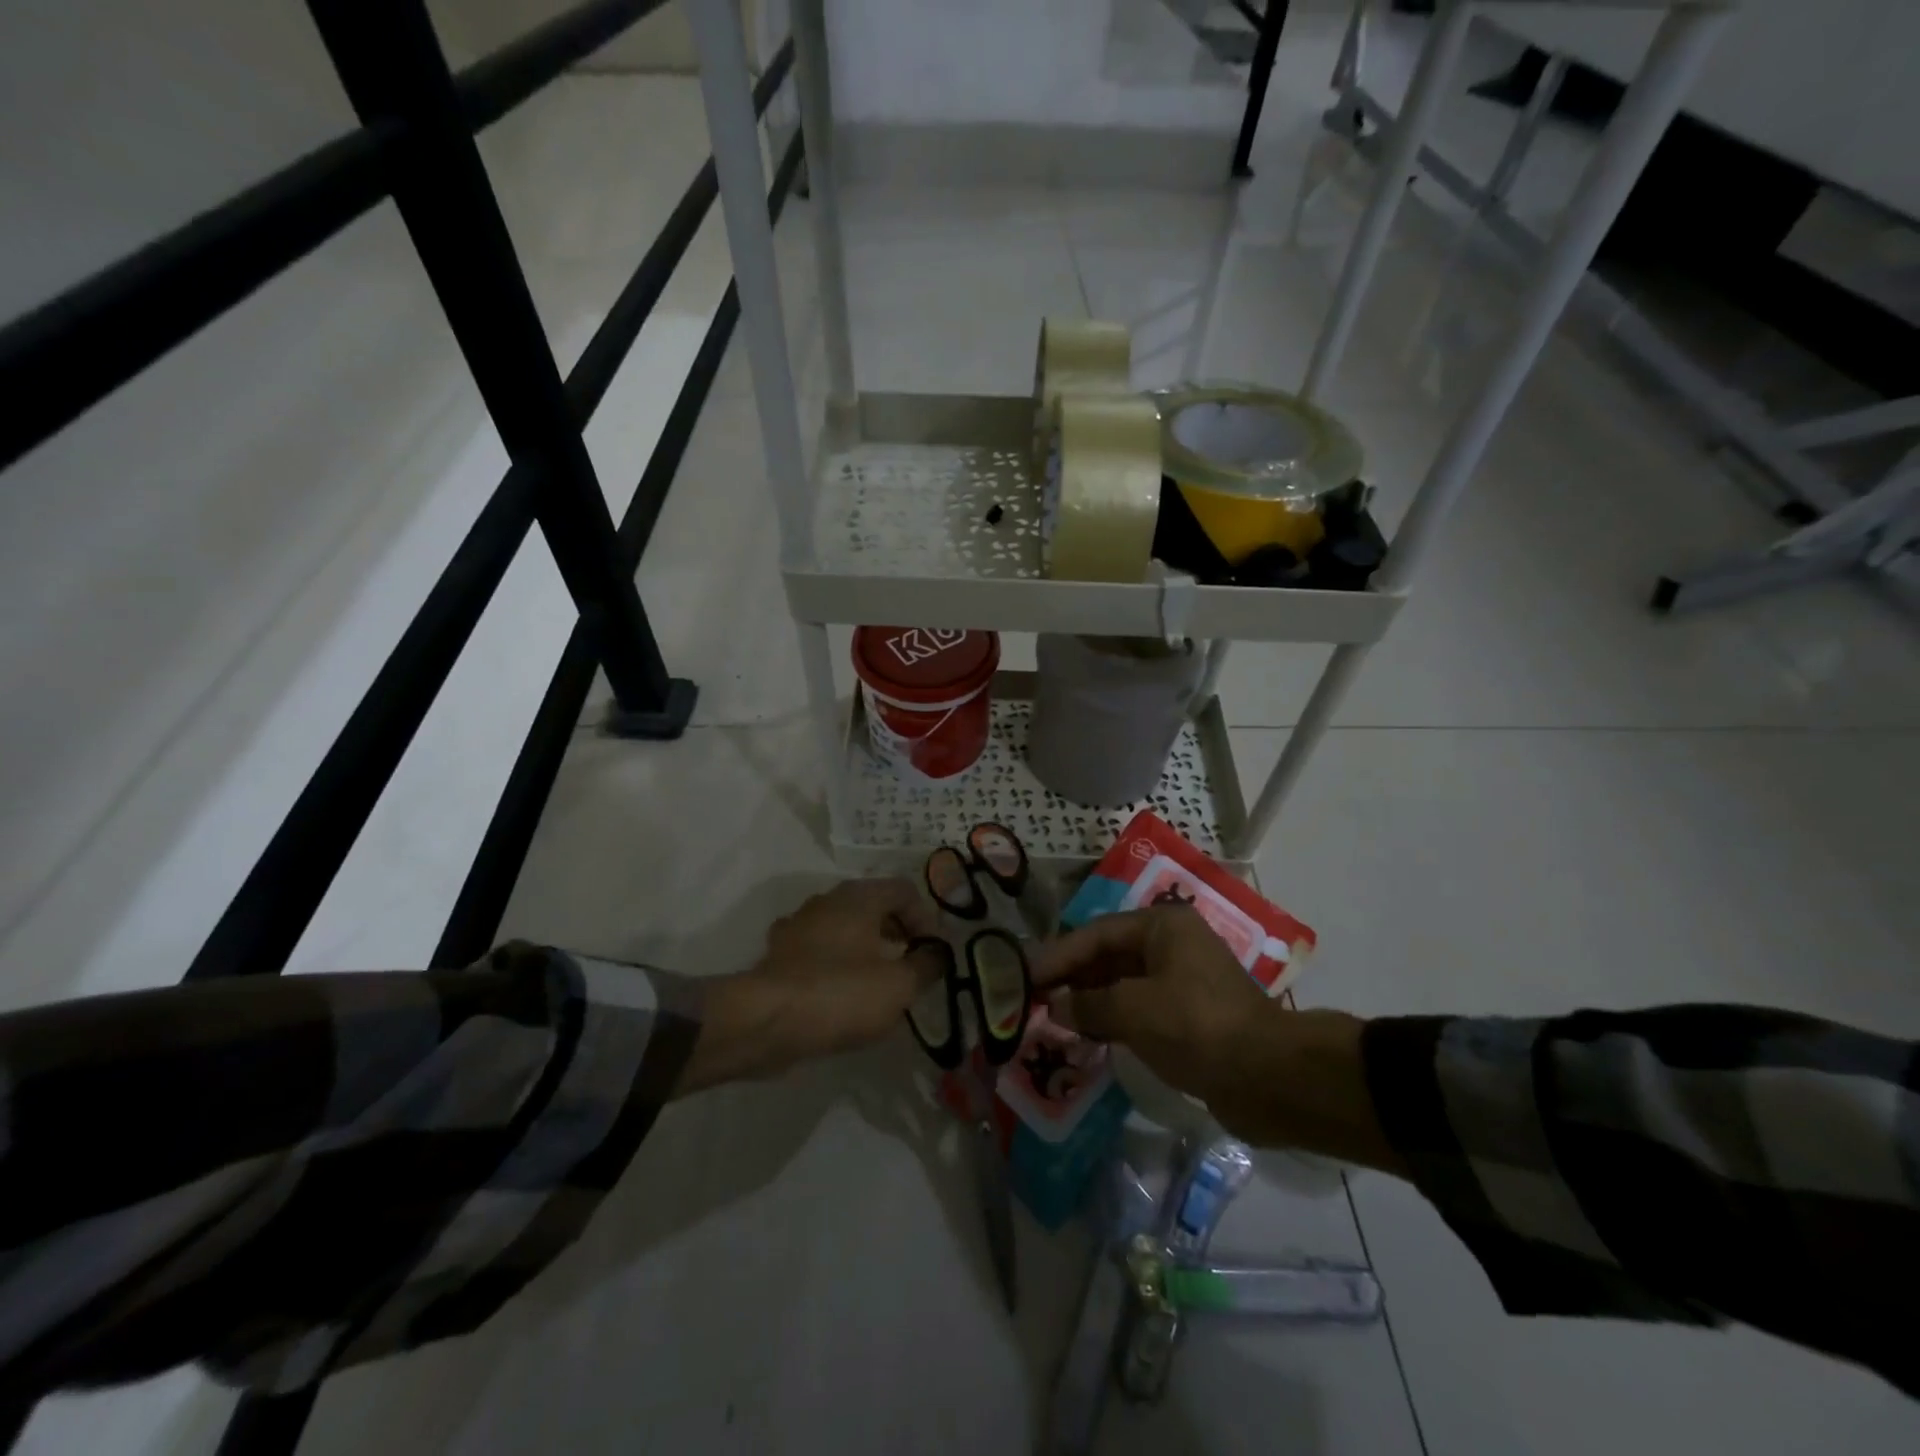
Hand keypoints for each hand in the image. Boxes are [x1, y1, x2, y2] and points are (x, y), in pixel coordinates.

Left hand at [678, 878, 942, 1094]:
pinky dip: (837, 967)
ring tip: (881, 987)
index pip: (905, 890)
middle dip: (898, 935)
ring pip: (845, 930)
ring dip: (867, 951)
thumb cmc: (841, 993)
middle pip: (874, 907)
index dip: (927, 919)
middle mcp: (827, 900)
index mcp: (859, 896)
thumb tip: (938, 954)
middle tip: (912, 968)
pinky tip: (843, 997)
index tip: (934, 954)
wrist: (765, 1021)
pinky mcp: (779, 955)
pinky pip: (819, 953)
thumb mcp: (900, 985)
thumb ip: (927, 965)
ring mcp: (798, 926)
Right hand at [1033, 906, 1275, 1128]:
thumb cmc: (1195, 1026)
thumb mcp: (1133, 1010)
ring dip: (1089, 999)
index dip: (1057, 955)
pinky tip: (1087, 1033)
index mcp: (1161, 926)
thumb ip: (1088, 1003)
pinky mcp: (1189, 1014)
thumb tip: (1057, 1005)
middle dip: (1072, 976)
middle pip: (1108, 955)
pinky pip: (1139, 1007)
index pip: (1095, 934)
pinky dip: (1112, 1017)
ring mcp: (1182, 979)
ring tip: (1052, 1016)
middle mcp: (1171, 944)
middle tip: (1032, 997)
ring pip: (1122, 982)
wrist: (1268, 1077)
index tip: (1024, 975)